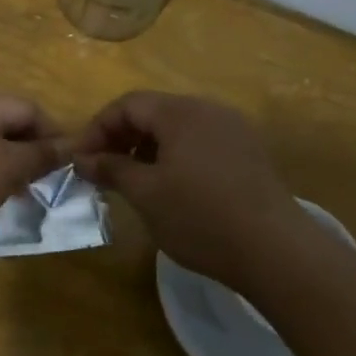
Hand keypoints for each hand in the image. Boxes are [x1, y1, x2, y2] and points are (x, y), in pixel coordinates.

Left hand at [0, 86, 64, 235]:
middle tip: (42, 185)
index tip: (68, 166)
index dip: (54, 136)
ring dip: (1, 168)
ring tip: (13, 197)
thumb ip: (38, 157)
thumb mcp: (6, 168)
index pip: (30, 110)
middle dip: (26, 154)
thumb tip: (66, 146)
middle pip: (5, 125)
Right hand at [74, 91, 296, 284]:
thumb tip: (84, 158)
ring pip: (178, 128)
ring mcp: (234, 130)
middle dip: (122, 137)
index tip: (80, 160)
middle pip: (154, 111)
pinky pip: (200, 142)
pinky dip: (175, 156)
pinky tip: (171, 187)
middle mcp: (209, 110)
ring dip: (147, 148)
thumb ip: (111, 169)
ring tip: (133, 181)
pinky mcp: (249, 153)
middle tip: (102, 170)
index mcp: (181, 112)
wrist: (276, 251)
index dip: (97, 128)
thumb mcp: (146, 194)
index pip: (127, 104)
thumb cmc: (200, 217)